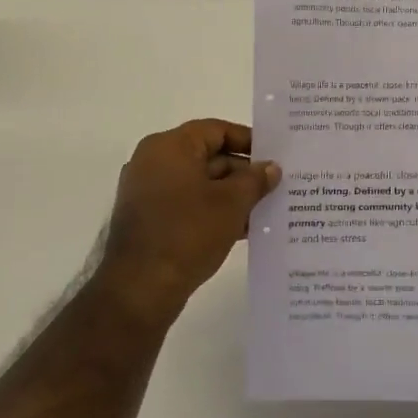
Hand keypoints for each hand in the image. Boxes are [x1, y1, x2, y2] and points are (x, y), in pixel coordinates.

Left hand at [96, 119, 279, 323]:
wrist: (140, 287)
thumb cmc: (188, 233)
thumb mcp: (231, 204)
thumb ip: (255, 180)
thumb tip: (271, 167)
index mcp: (169, 147)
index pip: (215, 130)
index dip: (248, 141)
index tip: (275, 156)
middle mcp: (153, 162)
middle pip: (207, 156)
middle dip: (243, 173)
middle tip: (277, 187)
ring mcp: (147, 191)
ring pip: (199, 183)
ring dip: (231, 195)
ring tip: (266, 210)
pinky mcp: (148, 219)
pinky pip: (187, 204)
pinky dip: (212, 211)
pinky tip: (243, 229)